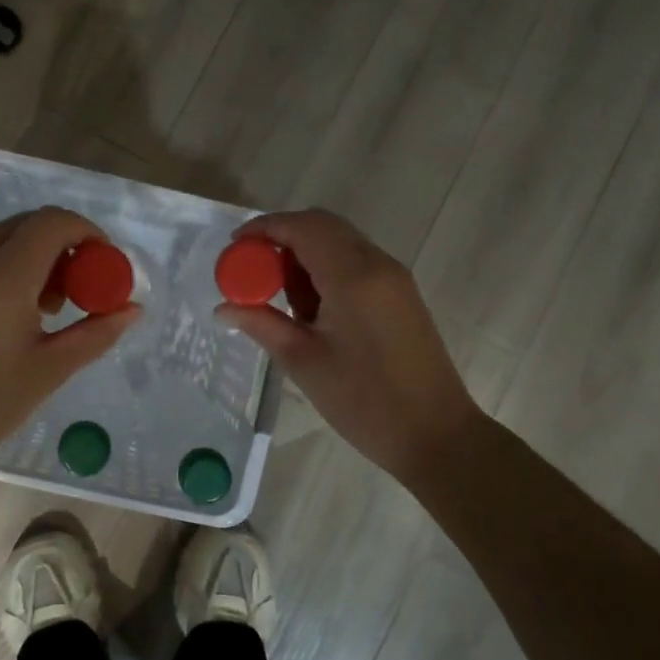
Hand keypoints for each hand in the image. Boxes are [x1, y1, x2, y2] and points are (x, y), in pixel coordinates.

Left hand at [0, 206, 140, 462]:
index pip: (53, 223)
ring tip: (43, 310)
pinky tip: (5, 316)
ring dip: (31, 258)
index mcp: (3, 276)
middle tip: (76, 287)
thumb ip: (95, 333)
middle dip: (60, 244)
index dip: (86, 231)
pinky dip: (2, 269)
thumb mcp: (50, 370)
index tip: (103, 260)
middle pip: (26, 225)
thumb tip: (132, 309)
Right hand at [216, 209, 482, 483]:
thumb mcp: (303, 362)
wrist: (436, 434)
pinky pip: (356, 262)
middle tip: (252, 269)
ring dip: (304, 254)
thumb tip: (223, 307)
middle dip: (282, 237)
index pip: (302, 227)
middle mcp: (377, 264)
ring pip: (340, 242)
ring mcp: (394, 277)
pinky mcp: (400, 293)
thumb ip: (261, 324)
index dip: (263, 228)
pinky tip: (311, 309)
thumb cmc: (365, 402)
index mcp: (352, 276)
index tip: (233, 247)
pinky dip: (326, 269)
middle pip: (322, 225)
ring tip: (280, 299)